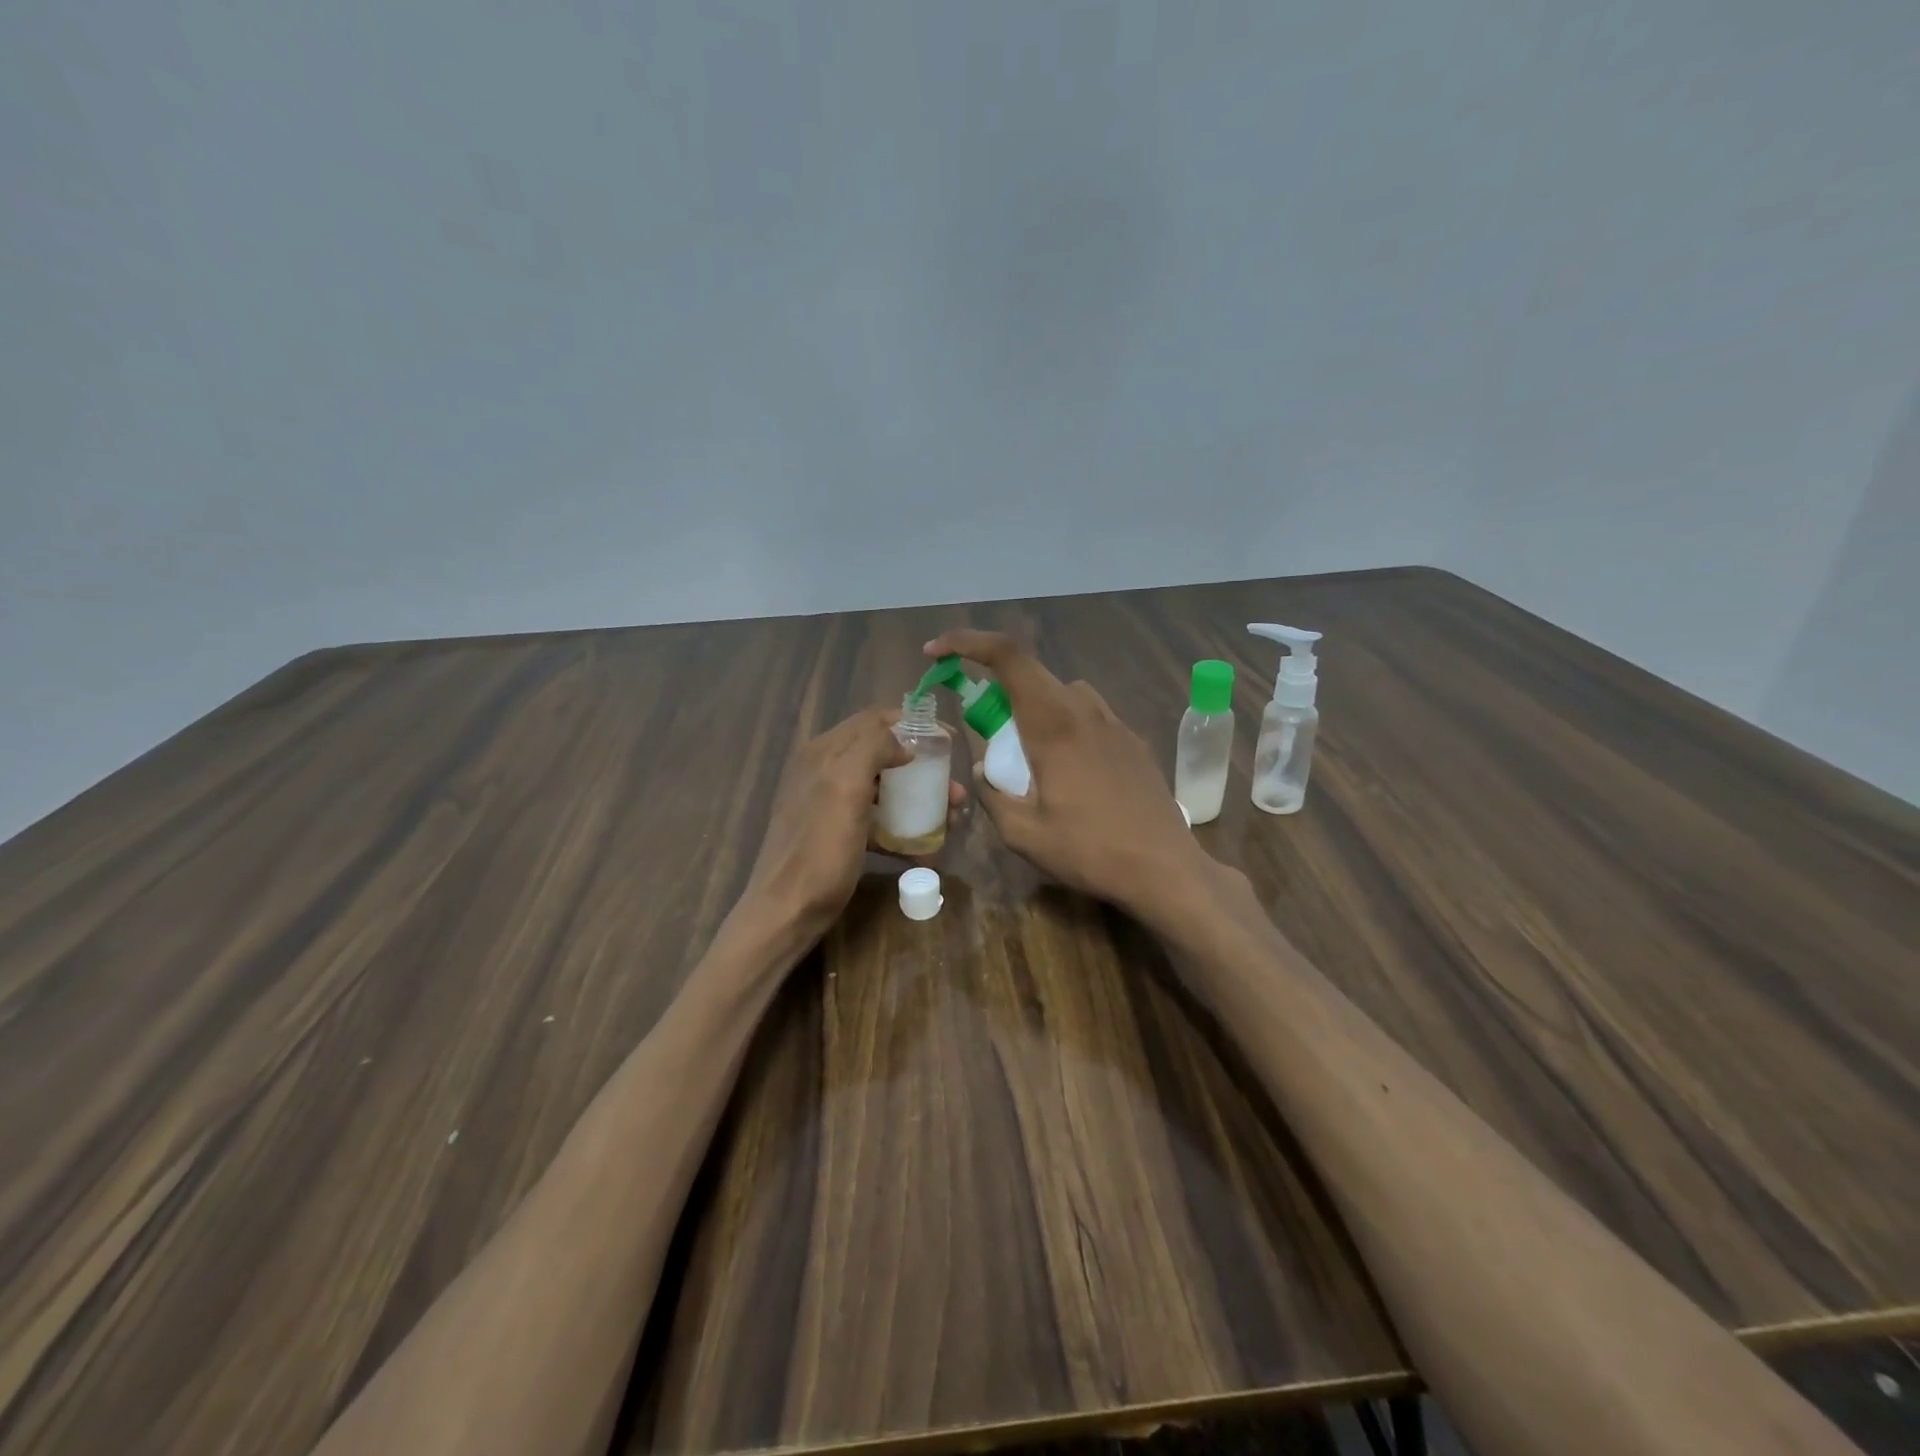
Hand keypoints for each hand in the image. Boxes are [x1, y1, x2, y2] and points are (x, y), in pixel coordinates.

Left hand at [743, 707, 963, 941]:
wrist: (787, 911)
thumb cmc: (819, 849)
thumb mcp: (845, 789)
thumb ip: (872, 749)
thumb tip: (904, 742)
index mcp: (824, 752)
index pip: (874, 720)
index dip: (912, 725)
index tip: (948, 741)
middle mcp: (825, 770)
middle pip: (883, 755)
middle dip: (922, 769)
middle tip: (954, 791)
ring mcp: (830, 803)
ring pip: (883, 789)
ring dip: (918, 800)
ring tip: (950, 820)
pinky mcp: (837, 833)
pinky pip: (876, 821)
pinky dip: (901, 830)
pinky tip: (925, 850)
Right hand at [924, 630, 1214, 924]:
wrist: (1165, 868)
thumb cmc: (1090, 850)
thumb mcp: (1023, 833)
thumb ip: (992, 795)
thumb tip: (983, 770)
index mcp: (1053, 723)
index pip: (1007, 656)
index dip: (967, 642)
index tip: (937, 653)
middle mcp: (1084, 710)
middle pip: (1032, 673)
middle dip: (996, 686)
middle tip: (982, 727)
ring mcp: (1114, 723)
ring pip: (1063, 693)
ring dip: (1034, 707)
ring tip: (1026, 754)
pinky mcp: (1133, 742)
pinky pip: (1088, 715)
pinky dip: (1063, 725)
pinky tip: (1068, 772)